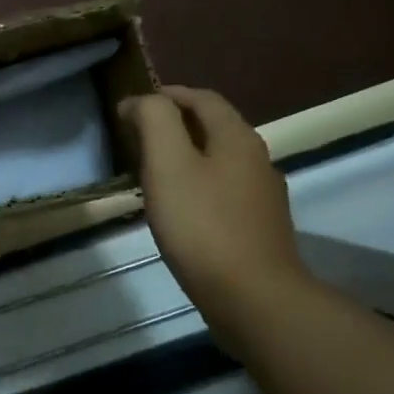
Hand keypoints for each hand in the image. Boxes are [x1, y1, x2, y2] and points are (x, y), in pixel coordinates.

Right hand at [120, 86, 309, 331]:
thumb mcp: (168, 163)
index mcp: (237, 138)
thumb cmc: (202, 225)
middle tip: (136, 137)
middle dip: (175, 124)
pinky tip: (178, 209)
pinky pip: (223, 191)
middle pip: (213, 127)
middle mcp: (256, 159)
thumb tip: (140, 100)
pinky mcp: (258, 228)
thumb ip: (154, 120)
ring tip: (151, 172)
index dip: (166, 95)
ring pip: (218, 161)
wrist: (253, 298)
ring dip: (185, 156)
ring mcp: (262, 196)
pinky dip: (196, 186)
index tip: (131, 107)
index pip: (202, 98)